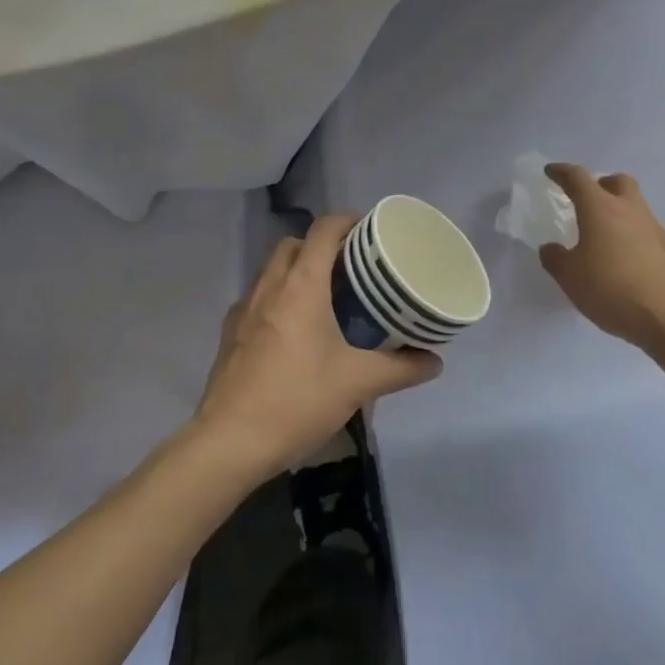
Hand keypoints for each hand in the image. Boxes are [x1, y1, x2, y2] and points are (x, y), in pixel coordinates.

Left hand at [194, 215, 441, 478]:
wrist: (229, 443)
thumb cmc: (297, 400)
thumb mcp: (358, 383)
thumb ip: (401, 368)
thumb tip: (435, 361)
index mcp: (302, 285)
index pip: (323, 230)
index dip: (347, 221)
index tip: (369, 231)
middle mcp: (270, 286)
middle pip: (295, 244)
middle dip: (321, 245)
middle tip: (350, 267)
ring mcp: (244, 309)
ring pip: (272, 270)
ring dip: (297, 271)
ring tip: (325, 297)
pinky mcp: (229, 334)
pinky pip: (256, 299)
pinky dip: (276, 299)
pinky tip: (291, 331)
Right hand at [539, 164, 664, 356]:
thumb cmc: (612, 290)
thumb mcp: (570, 278)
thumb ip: (555, 259)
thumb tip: (551, 248)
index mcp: (600, 209)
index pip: (578, 178)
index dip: (562, 172)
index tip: (552, 171)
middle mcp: (629, 210)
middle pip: (617, 181)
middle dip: (601, 184)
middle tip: (588, 200)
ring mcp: (655, 227)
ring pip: (636, 205)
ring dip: (619, 211)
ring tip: (606, 237)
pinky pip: (647, 230)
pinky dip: (634, 235)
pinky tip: (627, 260)